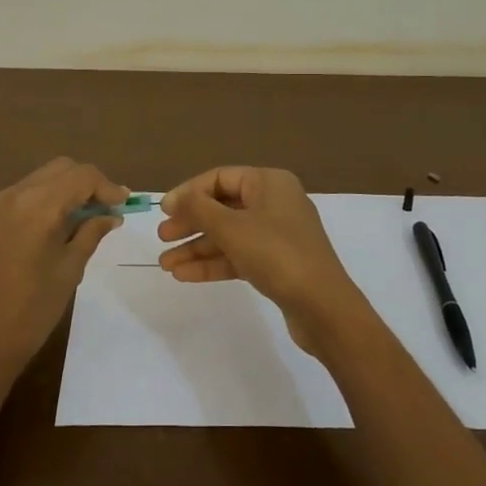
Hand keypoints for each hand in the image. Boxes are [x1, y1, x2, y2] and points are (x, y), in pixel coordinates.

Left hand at [0, 158, 127, 387]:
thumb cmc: (32, 312)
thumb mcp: (70, 270)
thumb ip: (91, 233)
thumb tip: (110, 215)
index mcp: (37, 207)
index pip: (81, 176)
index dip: (106, 186)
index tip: (121, 205)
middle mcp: (10, 197)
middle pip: (58, 169)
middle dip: (84, 183)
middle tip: (102, 210)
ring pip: (34, 181)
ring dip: (59, 192)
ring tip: (75, 221)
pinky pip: (12, 200)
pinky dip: (35, 205)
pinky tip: (42, 233)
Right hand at [158, 167, 363, 351]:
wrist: (323, 307)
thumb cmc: (276, 254)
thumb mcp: (231, 228)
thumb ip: (198, 209)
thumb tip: (174, 198)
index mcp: (269, 183)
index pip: (220, 178)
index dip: (189, 192)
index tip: (164, 211)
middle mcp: (275, 203)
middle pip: (223, 207)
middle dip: (191, 223)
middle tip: (162, 238)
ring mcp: (277, 235)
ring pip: (229, 234)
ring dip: (197, 247)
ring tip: (166, 264)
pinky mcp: (277, 263)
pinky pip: (239, 255)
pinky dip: (214, 263)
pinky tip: (185, 275)